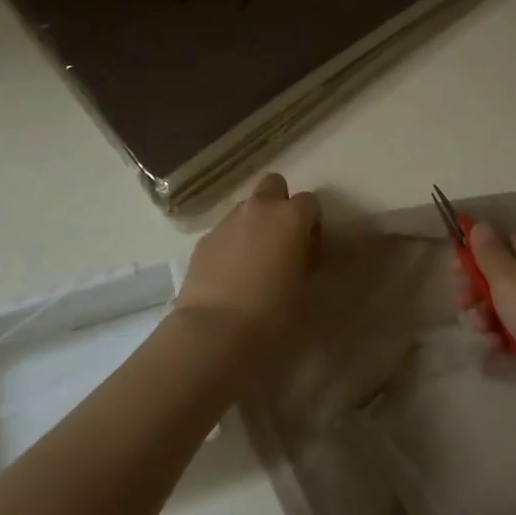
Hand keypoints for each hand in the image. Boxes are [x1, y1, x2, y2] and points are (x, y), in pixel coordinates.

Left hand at [176, 173, 320, 361]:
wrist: (215, 330)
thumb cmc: (273, 313)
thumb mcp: (304, 287)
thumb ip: (306, 260)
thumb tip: (301, 254)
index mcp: (290, 217)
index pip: (310, 201)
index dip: (312, 222)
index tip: (310, 247)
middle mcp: (259, 209)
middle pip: (273, 184)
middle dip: (279, 204)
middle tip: (281, 239)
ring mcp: (227, 221)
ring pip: (246, 207)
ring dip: (254, 222)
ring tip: (253, 259)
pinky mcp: (204, 239)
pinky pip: (225, 230)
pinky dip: (231, 242)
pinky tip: (229, 273)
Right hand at [466, 222, 515, 383]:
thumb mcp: (508, 278)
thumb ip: (489, 251)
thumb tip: (480, 224)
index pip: (497, 241)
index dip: (473, 255)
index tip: (456, 275)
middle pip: (501, 275)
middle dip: (477, 293)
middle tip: (467, 309)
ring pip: (510, 305)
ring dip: (490, 319)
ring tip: (487, 337)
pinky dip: (509, 339)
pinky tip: (499, 352)